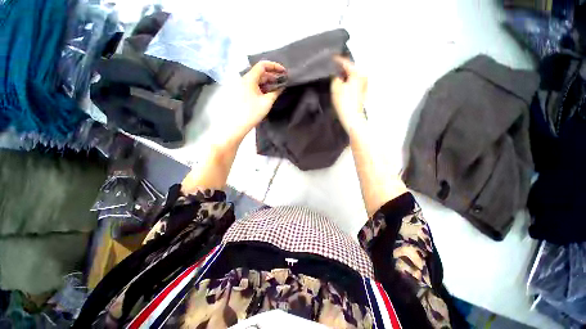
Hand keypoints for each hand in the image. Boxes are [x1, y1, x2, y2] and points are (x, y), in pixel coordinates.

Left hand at [240, 61, 286, 130]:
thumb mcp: (267, 102)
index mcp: (250, 78)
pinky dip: (263, 88)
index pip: (262, 65)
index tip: (284, 72)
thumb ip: (276, 92)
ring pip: (258, 80)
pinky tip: (270, 93)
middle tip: (284, 81)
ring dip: (269, 83)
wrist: (237, 125)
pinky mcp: (243, 93)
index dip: (274, 66)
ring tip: (279, 87)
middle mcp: (245, 79)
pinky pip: (255, 86)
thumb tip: (282, 87)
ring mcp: (243, 86)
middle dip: (273, 76)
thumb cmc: (252, 112)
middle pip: (261, 73)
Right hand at [331, 56, 367, 134]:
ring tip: (335, 77)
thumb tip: (335, 72)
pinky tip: (341, 85)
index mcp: (358, 72)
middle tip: (331, 68)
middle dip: (340, 68)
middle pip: (350, 68)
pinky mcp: (362, 91)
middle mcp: (363, 76)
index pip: (345, 62)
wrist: (352, 117)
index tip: (330, 58)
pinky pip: (353, 82)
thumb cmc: (344, 102)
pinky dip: (347, 81)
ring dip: (343, 75)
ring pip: (351, 75)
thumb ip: (334, 76)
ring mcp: (364, 84)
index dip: (336, 60)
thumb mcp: (336, 86)